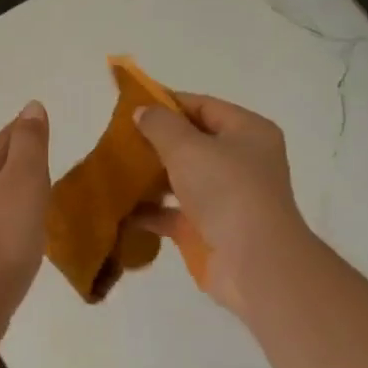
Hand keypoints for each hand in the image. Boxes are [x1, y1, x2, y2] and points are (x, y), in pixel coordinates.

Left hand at [0, 101, 51, 326]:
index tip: (40, 122)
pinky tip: (20, 228)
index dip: (23, 129)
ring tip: (37, 189)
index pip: (4, 138)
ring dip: (12, 186)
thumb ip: (29, 144)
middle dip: (16, 155)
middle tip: (43, 152)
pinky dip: (10, 214)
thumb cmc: (4, 235)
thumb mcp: (24, 181)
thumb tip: (31, 106)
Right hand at [130, 93, 313, 317]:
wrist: (254, 264)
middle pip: (192, 143)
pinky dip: (149, 210)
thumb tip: (142, 111)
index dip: (168, 103)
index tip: (130, 106)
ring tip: (113, 169)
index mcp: (248, 133)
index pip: (203, 106)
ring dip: (149, 176)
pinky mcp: (209, 229)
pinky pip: (173, 212)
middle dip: (155, 141)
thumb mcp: (188, 147)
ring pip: (181, 178)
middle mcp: (241, 162)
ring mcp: (226, 198)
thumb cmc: (226, 191)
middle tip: (117, 139)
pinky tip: (119, 207)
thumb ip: (161, 125)